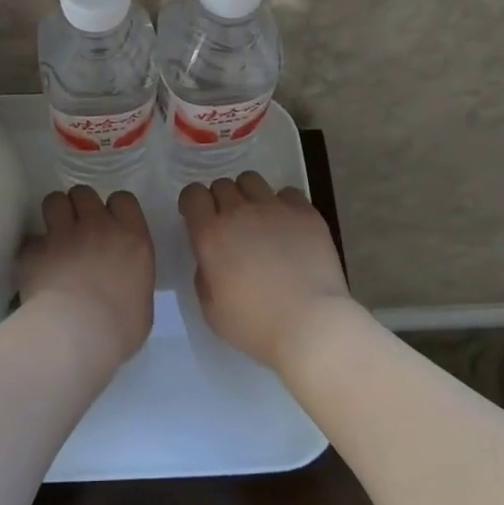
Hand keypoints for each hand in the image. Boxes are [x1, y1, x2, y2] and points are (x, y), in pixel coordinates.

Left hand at [18, 187, 155, 367]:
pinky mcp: (34, 250)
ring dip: (55, 214)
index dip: (114, 208)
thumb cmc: (120, 328)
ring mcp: (63, 234)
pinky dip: (33, 251)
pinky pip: (31, 240)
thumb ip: (132, 278)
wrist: (76, 335)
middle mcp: (98, 227)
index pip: (123, 199)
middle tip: (78, 228)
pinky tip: (36, 267)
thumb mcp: (141, 301)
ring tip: (54, 235)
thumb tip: (121, 282)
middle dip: (80, 206)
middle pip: (84, 193)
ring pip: (54, 200)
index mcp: (131, 238)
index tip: (110, 224)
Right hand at [178, 173, 354, 372]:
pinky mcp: (306, 213)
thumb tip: (211, 257)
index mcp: (211, 234)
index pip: (193, 194)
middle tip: (231, 225)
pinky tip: (289, 226)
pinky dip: (283, 204)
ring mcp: (275, 208)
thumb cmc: (255, 324)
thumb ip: (204, 274)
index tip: (199, 218)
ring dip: (249, 195)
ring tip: (259, 219)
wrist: (311, 325)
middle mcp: (240, 212)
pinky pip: (288, 192)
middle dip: (221, 200)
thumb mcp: (211, 309)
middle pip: (222, 184)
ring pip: (252, 180)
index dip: (193, 203)